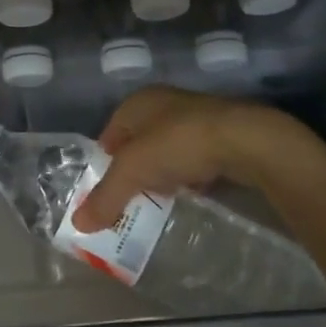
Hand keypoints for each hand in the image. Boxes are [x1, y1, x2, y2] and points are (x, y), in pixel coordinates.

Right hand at [72, 86, 325, 230]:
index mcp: (138, 102)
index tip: (105, 190)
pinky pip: (198, 158)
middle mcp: (165, 103)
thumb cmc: (178, 144)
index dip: (105, 162)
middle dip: (136, 170)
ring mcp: (198, 117)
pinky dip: (192, 175)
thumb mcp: (133, 172)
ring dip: (165, 173)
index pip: (110, 133)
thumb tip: (79, 224)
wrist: (246, 140)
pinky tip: (194, 193)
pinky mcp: (225, 135)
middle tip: (132, 198)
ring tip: (162, 199)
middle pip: (140, 142)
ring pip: (170, 150)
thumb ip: (106, 198)